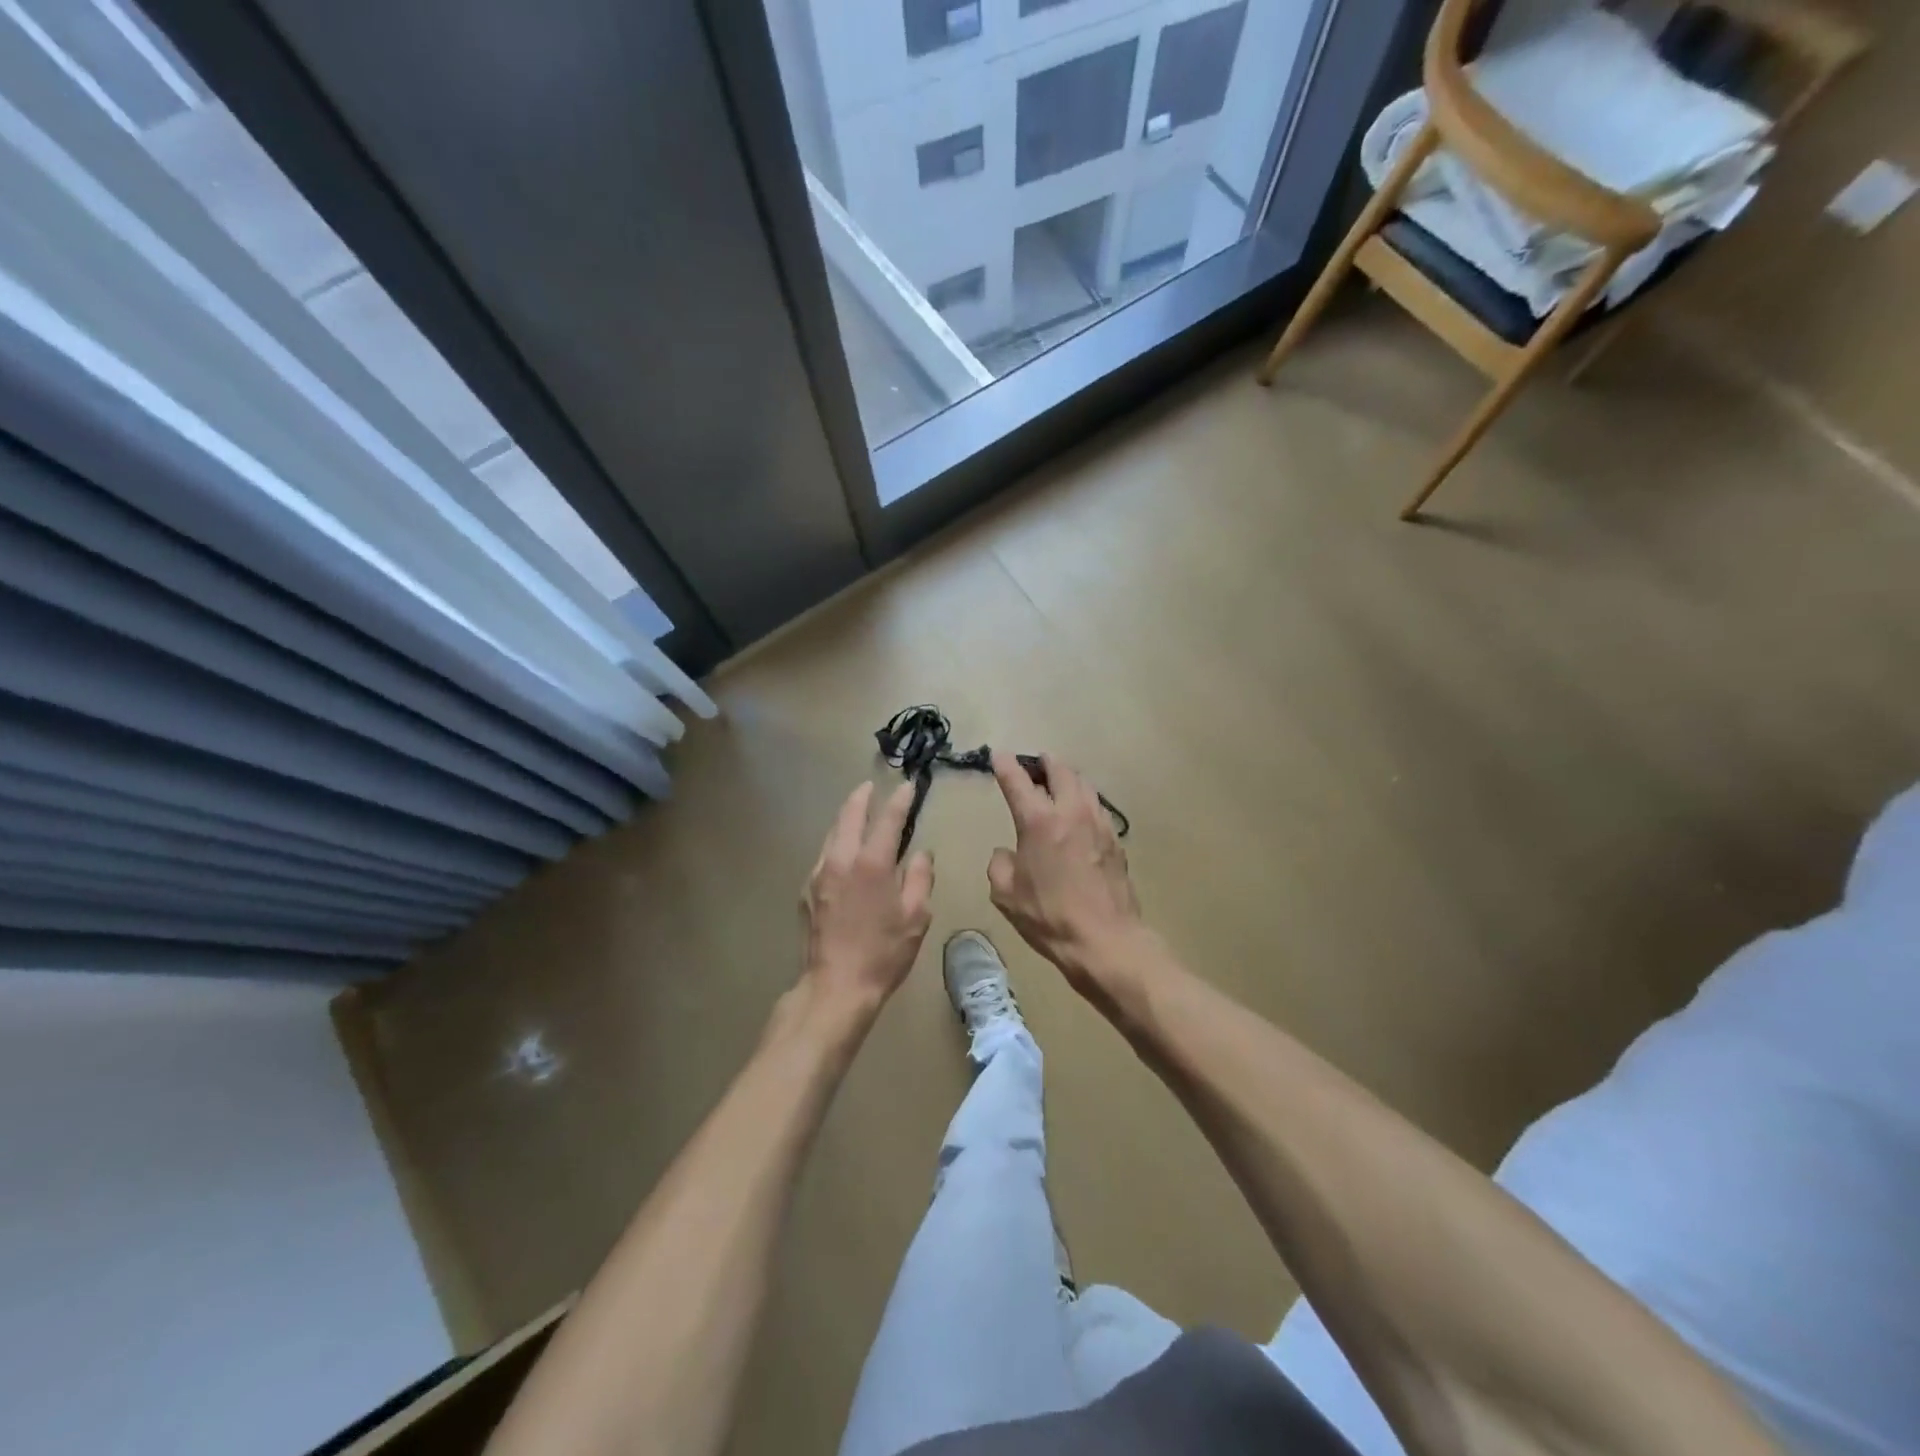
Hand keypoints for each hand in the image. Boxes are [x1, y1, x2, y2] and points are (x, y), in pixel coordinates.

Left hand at [799, 782, 934, 1023]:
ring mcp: (818, 873)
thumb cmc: (883, 953)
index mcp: (872, 863)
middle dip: (862, 796)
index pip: (887, 819)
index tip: (909, 786)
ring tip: (856, 810)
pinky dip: (835, 842)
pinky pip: (823, 854)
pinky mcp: (806, 890)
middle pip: (850, 815)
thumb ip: (919, 878)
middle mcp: (841, 859)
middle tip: (872, 786)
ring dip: (845, 817)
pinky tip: (842, 850)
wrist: (835, 987)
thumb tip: (920, 854)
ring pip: (832, 832)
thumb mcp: (916, 917)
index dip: (900, 800)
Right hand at [987, 752, 1146, 989]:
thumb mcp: (1006, 894)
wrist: (1105, 939)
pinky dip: (1085, 801)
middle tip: (1036, 762)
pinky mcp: (1116, 841)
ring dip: (1069, 778)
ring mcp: (1099, 824)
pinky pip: (1098, 808)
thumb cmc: (1049, 916)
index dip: (1006, 765)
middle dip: (1045, 762)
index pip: (1018, 782)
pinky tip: (1080, 814)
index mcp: (1039, 821)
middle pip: (1061, 771)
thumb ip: (1000, 864)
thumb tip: (1007, 852)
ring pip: (1084, 786)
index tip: (999, 754)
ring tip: (1059, 782)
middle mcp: (1071, 812)